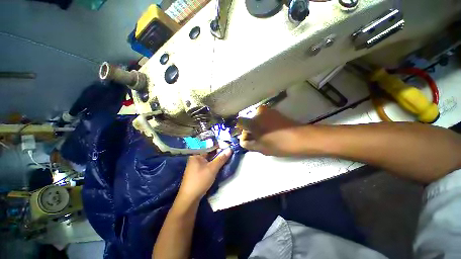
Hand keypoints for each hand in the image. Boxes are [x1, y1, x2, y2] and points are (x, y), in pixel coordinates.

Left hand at [178, 149, 232, 201]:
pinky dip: (212, 164)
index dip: (218, 147)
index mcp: (196, 155)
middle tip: (227, 153)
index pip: (208, 147)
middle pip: (208, 153)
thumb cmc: (200, 180)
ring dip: (216, 159)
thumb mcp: (212, 168)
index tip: (227, 147)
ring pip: (208, 160)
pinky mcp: (197, 172)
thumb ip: (221, 158)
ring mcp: (195, 166)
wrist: (189, 198)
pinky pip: (206, 165)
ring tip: (225, 158)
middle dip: (218, 153)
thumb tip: (230, 149)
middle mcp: (195, 159)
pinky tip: (218, 165)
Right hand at [238, 106, 301, 155]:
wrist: (301, 138)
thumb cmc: (279, 144)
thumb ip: (247, 144)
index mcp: (253, 121)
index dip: (240, 130)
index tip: (246, 137)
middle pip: (248, 121)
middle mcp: (258, 112)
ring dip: (257, 128)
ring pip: (256, 120)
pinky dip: (264, 125)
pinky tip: (271, 132)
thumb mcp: (260, 148)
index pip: (239, 121)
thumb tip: (242, 140)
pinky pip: (263, 118)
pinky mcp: (274, 112)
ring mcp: (267, 111)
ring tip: (265, 137)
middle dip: (250, 131)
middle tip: (257, 140)